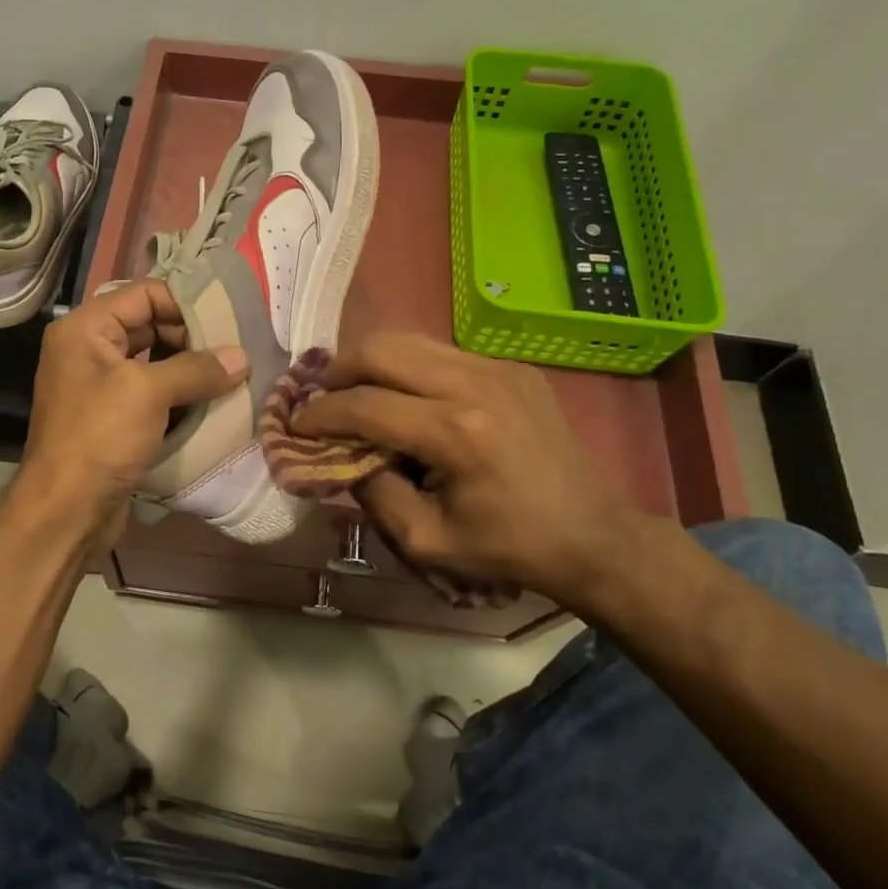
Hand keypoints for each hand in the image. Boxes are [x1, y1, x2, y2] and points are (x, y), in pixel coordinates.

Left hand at [18, 281, 247, 541]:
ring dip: (190, 370)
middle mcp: (90, 350)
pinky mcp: (113, 419)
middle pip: (150, 326)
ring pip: (155, 363)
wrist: (65, 511)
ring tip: (231, 376)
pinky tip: (212, 404)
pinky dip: (180, 397)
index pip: (144, 294)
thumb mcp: (148, 393)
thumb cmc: (100, 437)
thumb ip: (196, 369)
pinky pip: (152, 395)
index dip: (186, 303)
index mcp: (86, 329)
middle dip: (193, 339)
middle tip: (234, 353)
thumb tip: (241, 358)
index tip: (228, 321)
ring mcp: (100, 387)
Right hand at [292, 333, 654, 607]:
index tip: (295, 424)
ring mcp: (498, 368)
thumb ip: (373, 491)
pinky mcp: (512, 367)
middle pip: (383, 349)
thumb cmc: (506, 547)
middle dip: (339, 370)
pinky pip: (442, 352)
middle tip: (322, 398)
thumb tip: (340, 454)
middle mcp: (475, 385)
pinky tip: (407, 398)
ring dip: (372, 363)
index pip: (365, 405)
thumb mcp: (426, 539)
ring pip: (411, 340)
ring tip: (356, 392)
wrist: (593, 536)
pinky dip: (409, 368)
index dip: (320, 414)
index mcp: (456, 433)